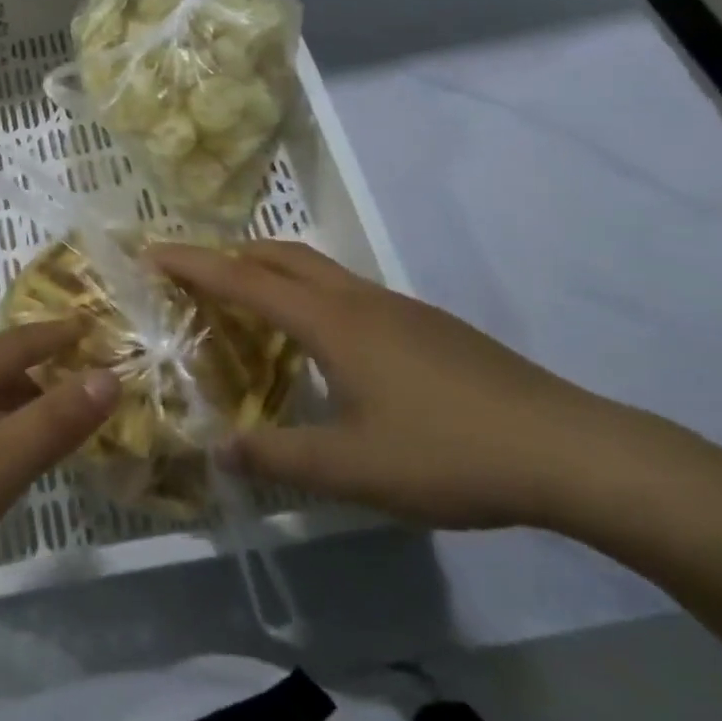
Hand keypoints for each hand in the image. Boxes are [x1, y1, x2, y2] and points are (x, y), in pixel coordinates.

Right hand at [148, 241, 632, 529]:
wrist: (569, 450)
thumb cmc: (449, 453)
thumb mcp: (354, 469)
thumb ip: (279, 457)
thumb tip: (217, 450)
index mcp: (332, 322)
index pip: (244, 280)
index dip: (194, 264)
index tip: (152, 251)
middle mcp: (359, 300)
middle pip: (281, 255)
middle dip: (230, 254)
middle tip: (193, 272)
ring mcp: (397, 307)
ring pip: (319, 269)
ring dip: (272, 270)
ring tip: (245, 302)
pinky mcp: (425, 325)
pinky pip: (346, 291)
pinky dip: (308, 293)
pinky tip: (319, 340)